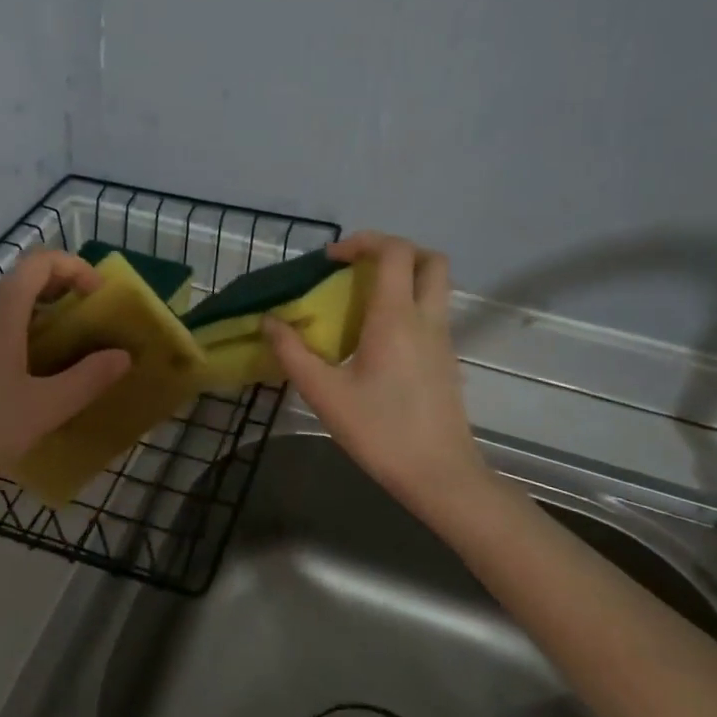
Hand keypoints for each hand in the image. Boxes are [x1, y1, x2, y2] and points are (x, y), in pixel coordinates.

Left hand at [0, 250, 131, 505]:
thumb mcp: (44, 408)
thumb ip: (88, 378)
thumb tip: (122, 356)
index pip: (40, 262)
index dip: (75, 267)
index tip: (99, 297)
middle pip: (19, 282)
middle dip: (59, 294)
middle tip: (86, 327)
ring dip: (34, 317)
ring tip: (58, 355)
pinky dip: (10, 336)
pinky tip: (18, 379)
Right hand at [263, 233, 482, 509]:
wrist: (439, 475)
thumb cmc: (380, 431)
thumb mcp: (325, 394)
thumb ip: (293, 353)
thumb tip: (269, 322)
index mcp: (397, 318)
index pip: (393, 252)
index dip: (363, 241)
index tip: (331, 259)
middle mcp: (427, 319)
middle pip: (429, 259)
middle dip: (394, 250)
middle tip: (358, 268)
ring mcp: (443, 340)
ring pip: (435, 287)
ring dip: (403, 278)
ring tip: (361, 301)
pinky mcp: (446, 360)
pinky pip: (432, 314)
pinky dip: (408, 306)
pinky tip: (375, 339)